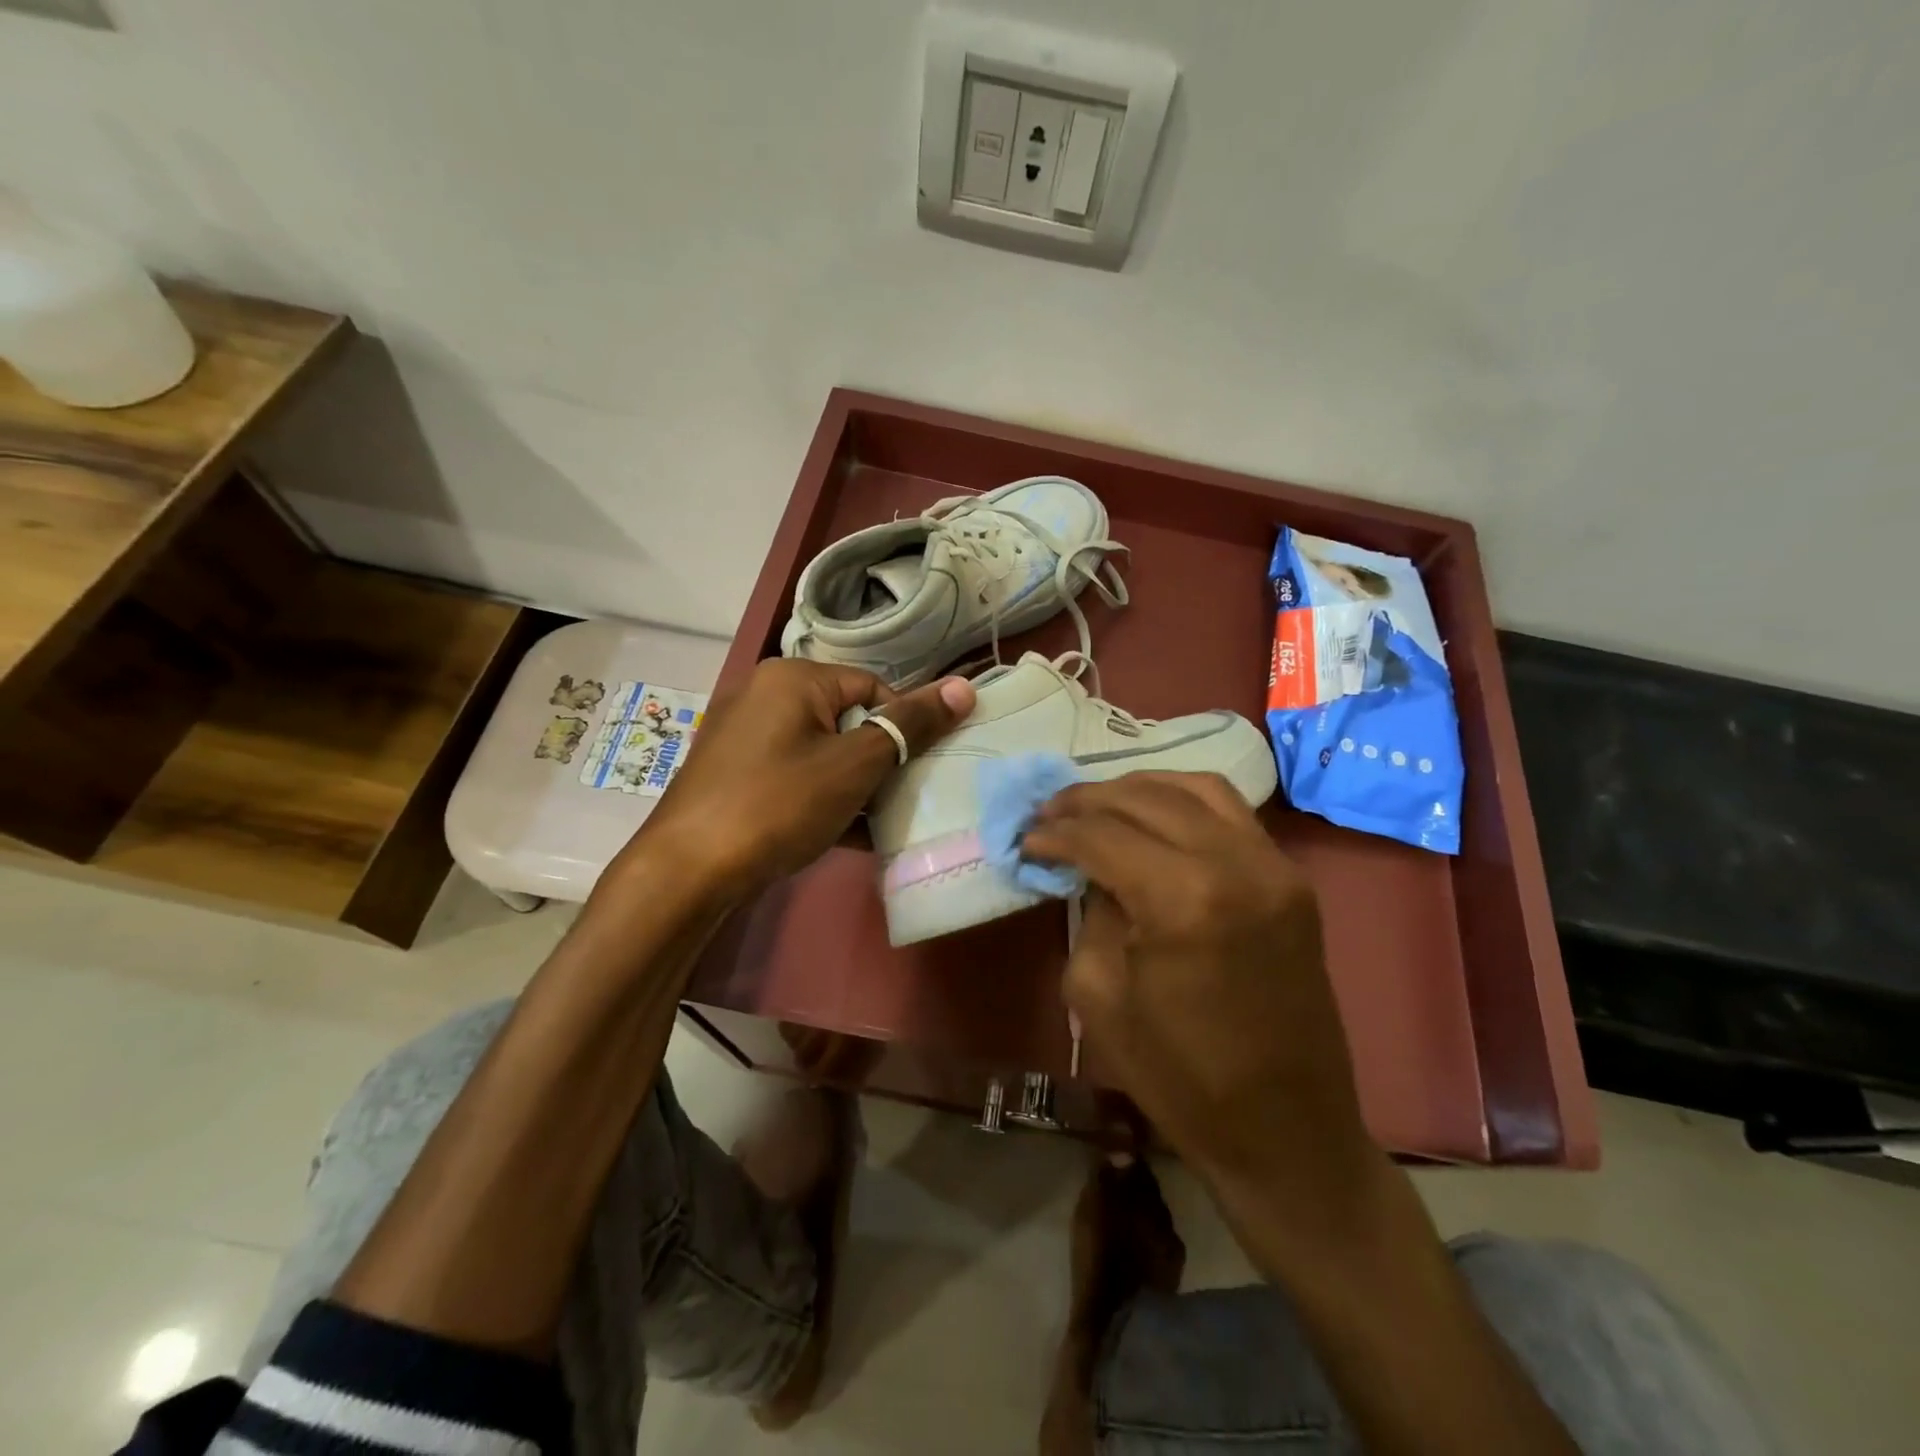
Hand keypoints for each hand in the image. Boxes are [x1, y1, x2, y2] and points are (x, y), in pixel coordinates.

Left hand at [625, 658, 974, 895]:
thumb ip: (910, 725)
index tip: (919, 770)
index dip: (904, 727)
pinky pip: (794, 775)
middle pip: (846, 719)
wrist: (687, 872)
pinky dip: (821, 798)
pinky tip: (844, 835)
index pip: (873, 687)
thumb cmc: (779, 804)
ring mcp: (744, 736)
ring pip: (821, 751)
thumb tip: (964, 686)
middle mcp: (764, 694)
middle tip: (898, 798)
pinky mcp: (734, 773)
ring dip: (854, 785)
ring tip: (877, 822)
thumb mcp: (854, 765)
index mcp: (793, 677)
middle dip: (878, 760)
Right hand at [1022, 773, 1374, 1207]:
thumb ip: (1090, 911)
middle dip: (1087, 800)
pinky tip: (1152, 813)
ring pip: (1194, 788)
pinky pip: (1231, 811)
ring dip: (1136, 788)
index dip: (1056, 832)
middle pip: (1145, 799)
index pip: (1102, 835)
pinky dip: (1183, 799)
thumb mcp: (1099, 994)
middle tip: (1049, 812)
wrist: (1286, 1129)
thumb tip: (1088, 867)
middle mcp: (1235, 863)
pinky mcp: (1292, 877)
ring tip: (1097, 804)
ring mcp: (1273, 865)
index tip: (1026, 836)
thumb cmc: (1179, 1076)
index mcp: (1182, 900)